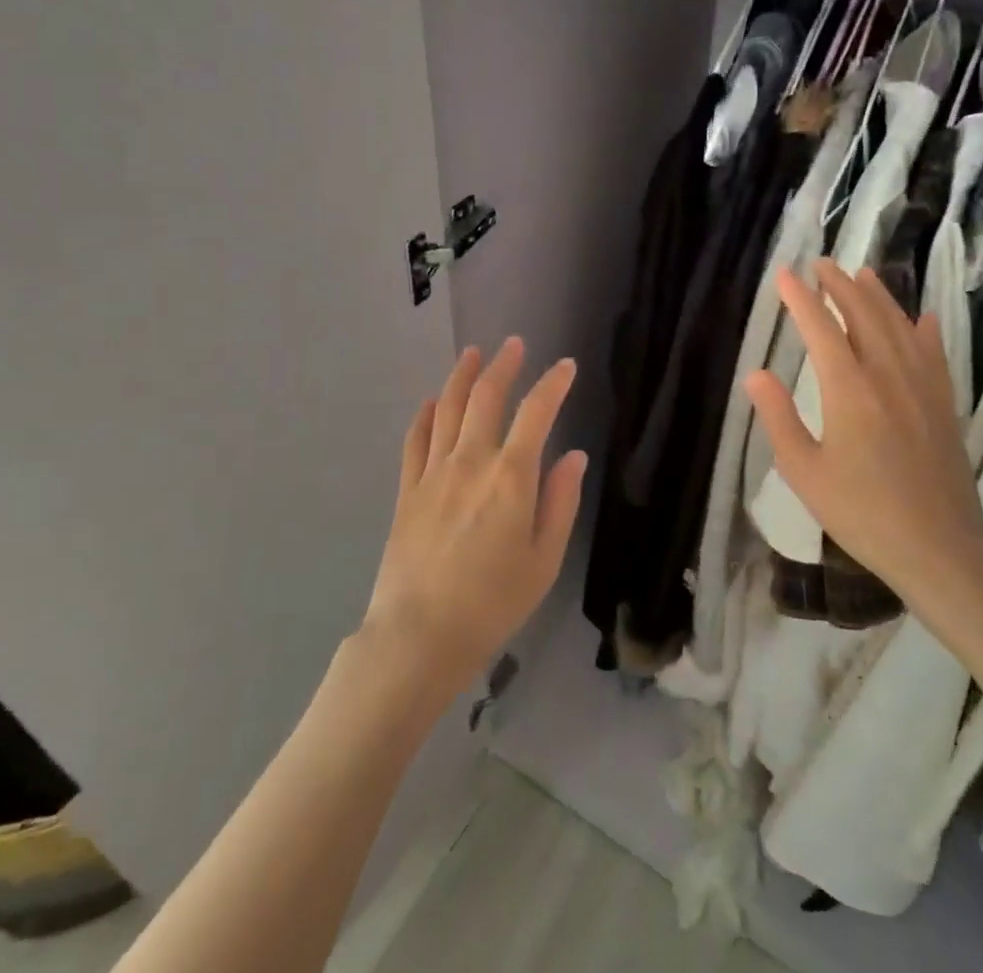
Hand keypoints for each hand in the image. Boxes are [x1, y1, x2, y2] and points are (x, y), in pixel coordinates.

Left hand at [364, 339, 586, 697]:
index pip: (536, 413)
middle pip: (486, 397)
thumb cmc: (493, 603)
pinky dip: (426, 414)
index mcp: (511, 477)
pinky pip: (416, 440)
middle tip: (514, 345)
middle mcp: (471, 461)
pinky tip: (433, 402)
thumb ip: (561, 502)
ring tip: (473, 353)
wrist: (419, 636)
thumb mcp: (544, 559)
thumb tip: (574, 456)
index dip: (553, 384)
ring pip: (448, 408)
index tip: (566, 366)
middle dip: (504, 365)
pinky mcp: (408, 490)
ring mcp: (434, 472)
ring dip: (463, 376)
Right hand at [745, 260, 982, 632]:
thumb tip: (755, 373)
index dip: (800, 299)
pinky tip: (923, 317)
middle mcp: (888, 376)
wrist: (939, 548)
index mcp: (849, 390)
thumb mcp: (805, 472)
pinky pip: (934, 353)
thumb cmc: (862, 513)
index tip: (784, 275)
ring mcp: (922, 387)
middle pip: (863, 315)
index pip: (821, 329)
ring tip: (862, 273)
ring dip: (878, 296)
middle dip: (839, 285)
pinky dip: (925, 329)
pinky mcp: (944, 404)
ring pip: (899, 326)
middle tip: (821, 264)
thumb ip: (778, 419)